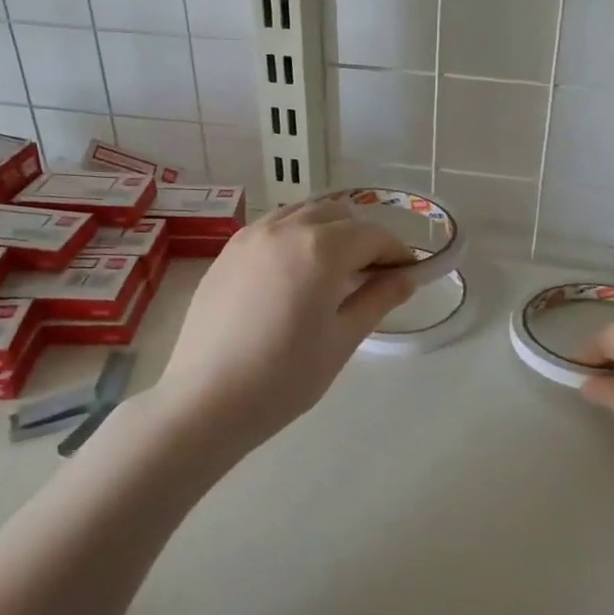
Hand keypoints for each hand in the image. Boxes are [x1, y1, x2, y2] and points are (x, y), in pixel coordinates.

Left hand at [150, 199, 416, 453]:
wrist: (206, 400)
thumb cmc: (284, 377)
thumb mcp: (342, 340)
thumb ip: (377, 299)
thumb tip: (406, 277)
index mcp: (321, 249)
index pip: (373, 235)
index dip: (396, 252)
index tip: (407, 274)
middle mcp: (287, 228)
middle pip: (339, 215)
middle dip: (363, 238)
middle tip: (372, 275)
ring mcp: (252, 235)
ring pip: (304, 213)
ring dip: (328, 230)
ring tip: (333, 270)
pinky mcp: (228, 250)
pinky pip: (273, 226)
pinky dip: (296, 235)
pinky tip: (294, 272)